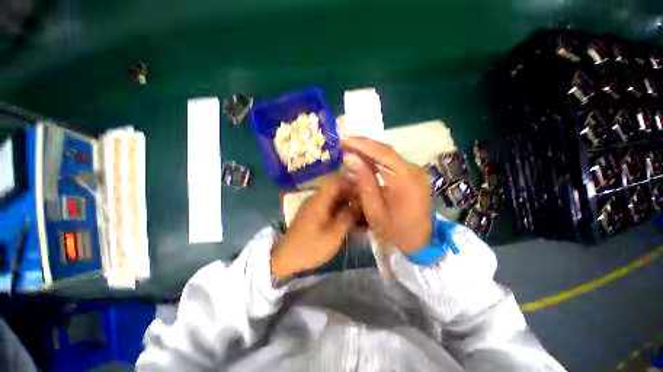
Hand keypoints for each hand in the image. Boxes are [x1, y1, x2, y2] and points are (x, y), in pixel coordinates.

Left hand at [271, 175, 359, 276]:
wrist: (286, 258)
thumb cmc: (311, 246)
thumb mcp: (333, 235)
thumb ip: (347, 217)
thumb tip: (357, 205)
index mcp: (320, 200)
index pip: (336, 181)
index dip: (351, 184)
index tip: (364, 194)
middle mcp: (317, 199)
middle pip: (337, 190)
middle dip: (352, 197)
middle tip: (365, 208)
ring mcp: (314, 207)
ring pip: (335, 200)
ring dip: (348, 206)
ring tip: (360, 217)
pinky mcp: (314, 214)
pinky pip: (330, 208)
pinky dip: (340, 213)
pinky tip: (349, 223)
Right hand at [341, 137, 431, 252]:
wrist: (419, 242)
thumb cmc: (395, 231)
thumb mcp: (374, 210)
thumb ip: (364, 181)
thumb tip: (350, 157)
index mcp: (406, 180)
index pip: (382, 153)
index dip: (361, 145)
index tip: (343, 140)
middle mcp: (414, 170)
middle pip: (386, 151)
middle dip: (363, 145)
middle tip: (343, 143)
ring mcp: (415, 171)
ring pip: (389, 154)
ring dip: (368, 151)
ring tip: (350, 148)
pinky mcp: (413, 174)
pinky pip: (392, 162)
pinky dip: (376, 159)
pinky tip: (364, 159)